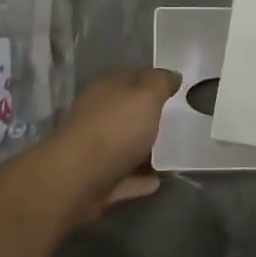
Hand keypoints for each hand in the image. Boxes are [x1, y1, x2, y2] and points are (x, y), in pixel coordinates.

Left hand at [48, 66, 181, 218]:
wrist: (75, 180)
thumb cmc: (114, 129)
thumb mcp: (146, 96)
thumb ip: (161, 83)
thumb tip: (172, 76)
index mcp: (107, 88)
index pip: (132, 75)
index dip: (154, 79)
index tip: (178, 89)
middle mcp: (98, 114)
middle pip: (127, 111)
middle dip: (150, 115)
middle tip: (180, 122)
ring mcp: (94, 149)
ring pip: (124, 144)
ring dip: (145, 149)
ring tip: (173, 153)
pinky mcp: (95, 180)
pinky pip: (123, 176)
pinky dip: (138, 179)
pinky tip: (158, 181)